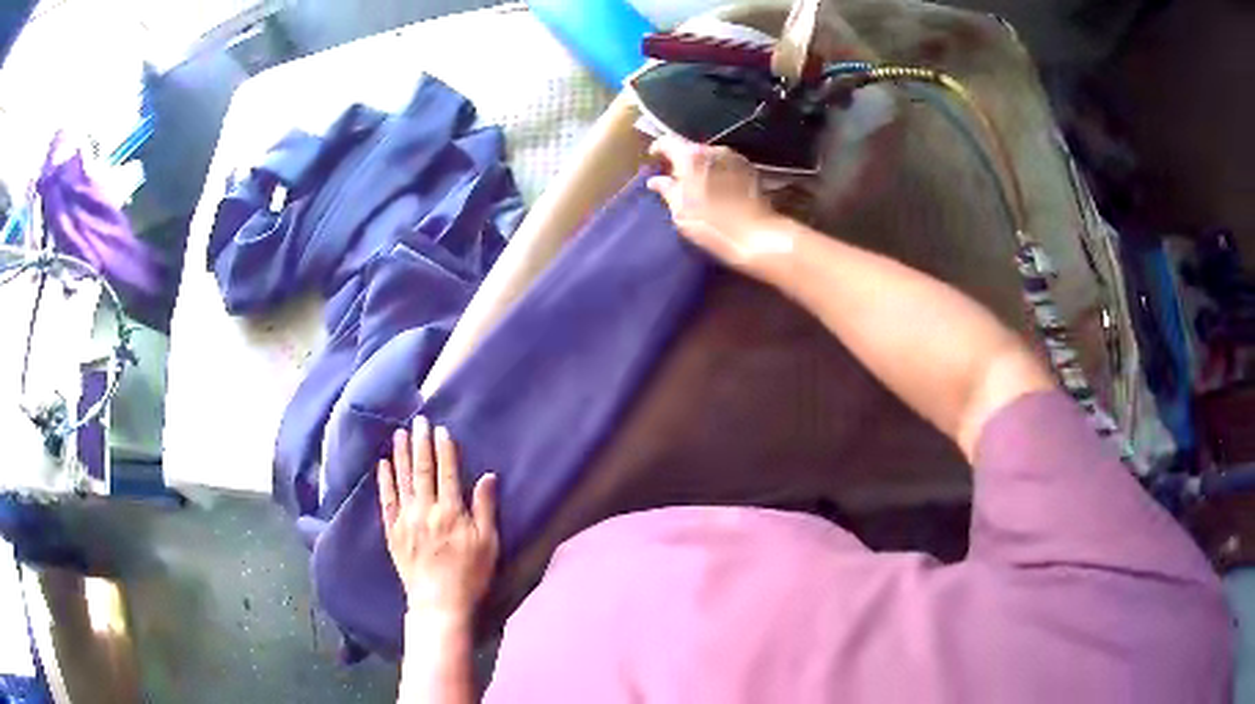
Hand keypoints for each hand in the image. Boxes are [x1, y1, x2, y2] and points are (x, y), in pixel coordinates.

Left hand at [378, 417, 498, 617]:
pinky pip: (386, 500)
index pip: (447, 472)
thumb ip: (485, 508)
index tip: (441, 429)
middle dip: (420, 444)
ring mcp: (405, 520)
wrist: (439, 603)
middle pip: (422, 470)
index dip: (444, 449)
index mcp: (451, 512)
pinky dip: (385, 481)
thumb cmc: (470, 575)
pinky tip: (383, 465)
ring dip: (401, 455)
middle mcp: (425, 510)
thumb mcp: (488, 543)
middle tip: (418, 421)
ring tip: (399, 434)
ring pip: (402, 480)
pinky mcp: (393, 532)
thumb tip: (488, 476)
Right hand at [647, 136, 791, 276]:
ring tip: (698, 185)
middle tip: (675, 178)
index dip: (658, 148)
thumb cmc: (711, 224)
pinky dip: (718, 171)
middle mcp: (713, 150)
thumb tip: (656, 181)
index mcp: (691, 157)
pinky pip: (726, 164)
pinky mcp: (750, 168)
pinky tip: (718, 189)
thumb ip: (667, 190)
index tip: (654, 158)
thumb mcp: (681, 211)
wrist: (755, 234)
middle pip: (690, 148)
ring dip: (701, 166)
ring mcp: (734, 157)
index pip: (668, 141)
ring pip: (710, 156)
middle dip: (681, 160)